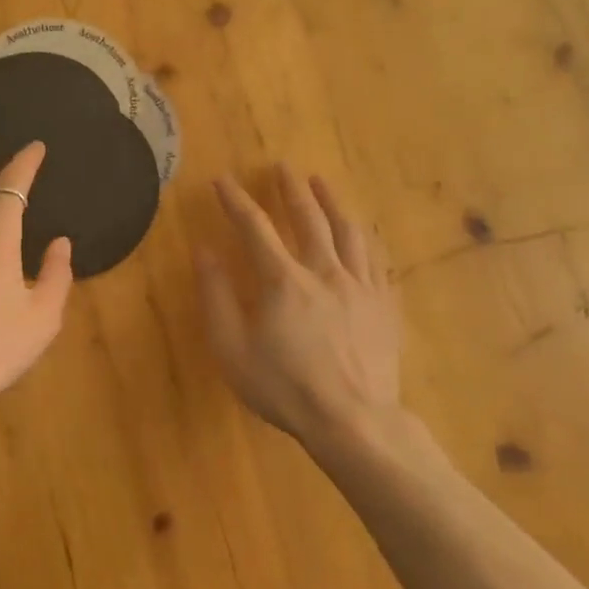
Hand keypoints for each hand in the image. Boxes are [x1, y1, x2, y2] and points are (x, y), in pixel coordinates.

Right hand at [195, 166, 408, 448]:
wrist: (354, 422)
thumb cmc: (285, 388)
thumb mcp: (233, 349)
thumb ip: (216, 297)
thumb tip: (204, 251)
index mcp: (283, 280)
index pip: (255, 227)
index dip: (236, 200)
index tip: (222, 181)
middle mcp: (324, 271)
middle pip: (309, 218)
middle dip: (291, 189)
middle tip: (283, 166)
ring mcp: (360, 286)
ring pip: (348, 231)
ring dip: (332, 202)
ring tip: (322, 183)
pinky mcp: (384, 305)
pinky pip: (376, 260)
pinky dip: (364, 238)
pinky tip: (362, 232)